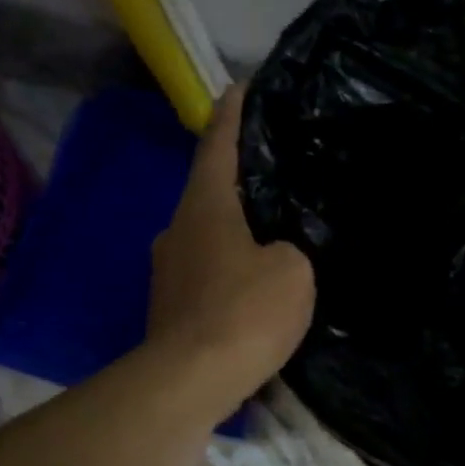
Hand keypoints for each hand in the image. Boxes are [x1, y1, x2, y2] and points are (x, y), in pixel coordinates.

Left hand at [149, 83, 314, 387]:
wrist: (192, 379)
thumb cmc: (245, 312)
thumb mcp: (294, 271)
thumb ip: (293, 248)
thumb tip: (278, 253)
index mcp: (206, 208)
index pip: (218, 146)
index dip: (232, 114)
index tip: (241, 86)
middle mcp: (179, 229)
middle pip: (212, 192)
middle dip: (241, 181)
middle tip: (277, 175)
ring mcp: (170, 270)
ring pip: (211, 236)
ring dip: (239, 232)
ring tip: (276, 235)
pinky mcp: (173, 306)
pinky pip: (211, 272)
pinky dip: (234, 269)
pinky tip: (259, 285)